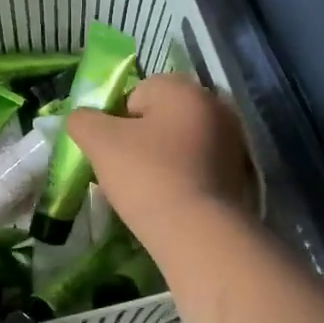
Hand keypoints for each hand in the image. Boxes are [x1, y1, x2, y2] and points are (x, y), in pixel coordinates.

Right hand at [67, 75, 253, 239]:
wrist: (199, 233)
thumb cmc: (147, 176)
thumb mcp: (99, 142)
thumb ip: (82, 120)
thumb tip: (81, 119)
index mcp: (184, 89)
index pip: (136, 93)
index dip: (116, 122)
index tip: (112, 152)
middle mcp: (215, 105)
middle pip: (161, 117)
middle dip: (141, 139)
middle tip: (125, 171)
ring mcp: (233, 139)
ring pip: (180, 142)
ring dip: (162, 158)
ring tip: (147, 190)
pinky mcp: (241, 172)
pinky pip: (200, 166)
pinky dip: (184, 176)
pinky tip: (171, 199)